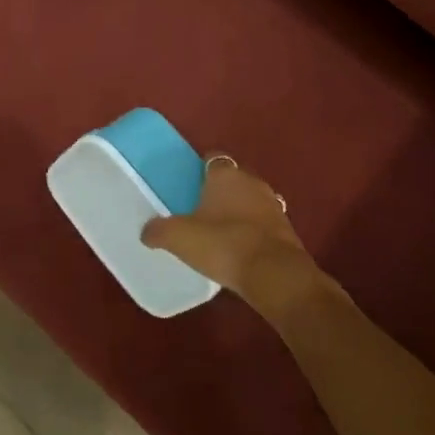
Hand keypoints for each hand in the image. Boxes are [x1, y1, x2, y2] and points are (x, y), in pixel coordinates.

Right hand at [142, 156, 333, 319]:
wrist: (274, 275)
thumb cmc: (223, 243)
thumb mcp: (179, 237)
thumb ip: (159, 231)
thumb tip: (146, 232)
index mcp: (226, 174)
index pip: (212, 159)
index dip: (200, 170)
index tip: (189, 184)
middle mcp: (253, 182)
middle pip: (233, 179)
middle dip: (220, 191)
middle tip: (200, 208)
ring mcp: (274, 206)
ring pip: (251, 201)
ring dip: (239, 211)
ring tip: (220, 230)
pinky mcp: (288, 231)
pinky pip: (264, 224)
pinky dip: (253, 231)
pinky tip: (240, 249)